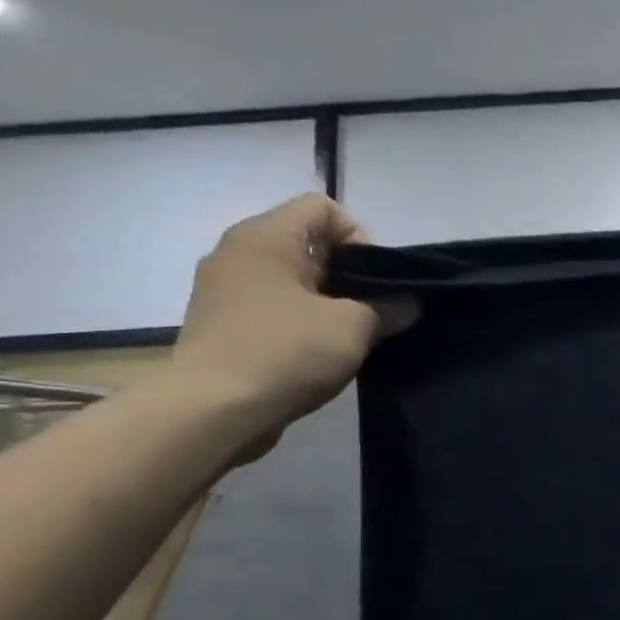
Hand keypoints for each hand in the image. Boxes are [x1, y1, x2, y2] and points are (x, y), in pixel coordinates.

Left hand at [170, 195, 416, 450]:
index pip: (323, 207)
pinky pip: (274, 306)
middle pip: (309, 242)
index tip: (373, 280)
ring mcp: (224, 289)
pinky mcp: (221, 323)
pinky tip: (318, 351)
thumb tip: (407, 304)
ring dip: (327, 301)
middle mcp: (238, 253)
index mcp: (266, 237)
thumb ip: (390, 307)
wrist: (212, 411)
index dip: (360, 237)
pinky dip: (301, 320)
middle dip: (348, 274)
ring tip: (348, 335)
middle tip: (370, 311)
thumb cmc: (286, 351)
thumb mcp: (355, 326)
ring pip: (293, 278)